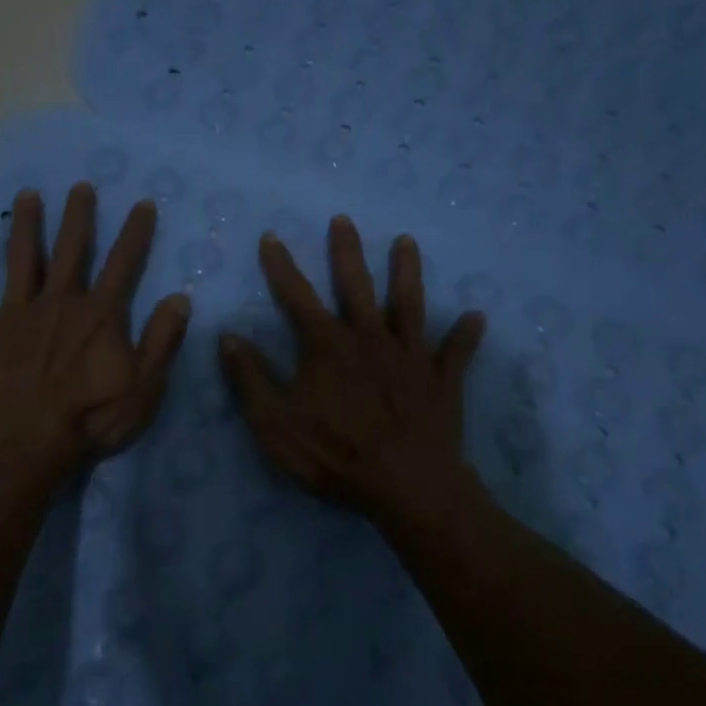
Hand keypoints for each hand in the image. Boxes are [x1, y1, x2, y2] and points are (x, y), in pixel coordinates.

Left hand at [0, 183, 191, 487]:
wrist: (24, 444)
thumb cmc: (90, 419)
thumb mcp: (144, 386)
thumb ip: (162, 340)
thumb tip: (180, 297)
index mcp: (99, 315)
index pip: (123, 264)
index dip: (136, 232)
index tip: (142, 203)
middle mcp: (58, 302)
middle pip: (71, 249)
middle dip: (78, 216)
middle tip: (80, 186)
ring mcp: (15, 313)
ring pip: (22, 259)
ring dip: (26, 225)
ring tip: (27, 194)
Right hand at [219, 216, 485, 533]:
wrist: (406, 485)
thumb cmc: (334, 454)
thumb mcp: (274, 422)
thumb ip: (250, 378)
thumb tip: (228, 337)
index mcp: (327, 346)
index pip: (297, 296)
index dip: (281, 266)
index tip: (272, 237)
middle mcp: (369, 338)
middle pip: (356, 286)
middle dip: (346, 252)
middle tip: (344, 220)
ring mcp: (409, 357)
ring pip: (408, 304)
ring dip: (407, 272)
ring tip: (406, 242)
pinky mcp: (440, 380)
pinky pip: (455, 353)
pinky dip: (465, 335)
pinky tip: (476, 317)